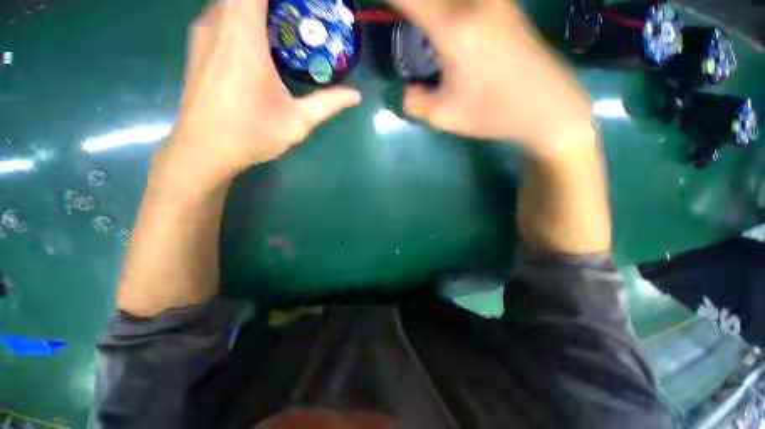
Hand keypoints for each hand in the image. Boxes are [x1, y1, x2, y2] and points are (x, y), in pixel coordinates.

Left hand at [158, 0, 361, 186]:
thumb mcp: (298, 121)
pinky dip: (240, 14)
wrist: (204, 149)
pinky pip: (220, 12)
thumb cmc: (252, 134)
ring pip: (229, 0)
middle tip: (297, 17)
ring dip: (255, 7)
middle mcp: (219, 24)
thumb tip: (355, 95)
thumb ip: (328, 104)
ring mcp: (203, 32)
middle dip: (274, 5)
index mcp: (245, 38)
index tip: (304, 7)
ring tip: (282, 24)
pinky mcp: (197, 44)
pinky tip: (257, 38)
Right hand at [387, 0, 592, 154]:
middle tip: (403, 20)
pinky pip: (467, 0)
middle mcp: (475, 2)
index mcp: (456, 29)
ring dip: (431, 6)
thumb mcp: (446, 117)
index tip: (378, 5)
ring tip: (423, 28)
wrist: (550, 109)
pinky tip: (445, 22)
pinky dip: (449, 7)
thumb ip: (416, 102)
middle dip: (413, 4)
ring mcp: (495, 0)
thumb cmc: (496, 114)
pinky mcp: (506, 6)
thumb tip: (409, 89)